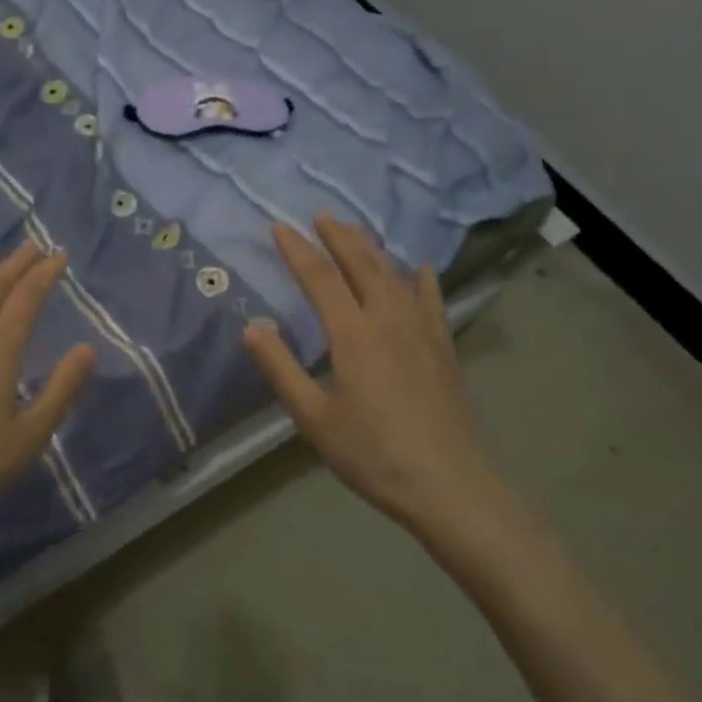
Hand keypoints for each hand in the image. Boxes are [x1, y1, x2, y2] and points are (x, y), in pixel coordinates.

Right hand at [243, 213, 504, 546]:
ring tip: (356, 232)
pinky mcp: (444, 348)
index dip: (298, 250)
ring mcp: (422, 331)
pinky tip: (421, 269)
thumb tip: (251, 327)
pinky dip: (421, 278)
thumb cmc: (373, 454)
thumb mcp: (313, 417)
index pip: (320, 278)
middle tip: (320, 215)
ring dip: (372, 249)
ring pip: (395, 275)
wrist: (450, 486)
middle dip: (338, 236)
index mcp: (353, 334)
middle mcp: (389, 320)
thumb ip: (280, 368)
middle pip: (362, 264)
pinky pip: (431, 300)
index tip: (279, 227)